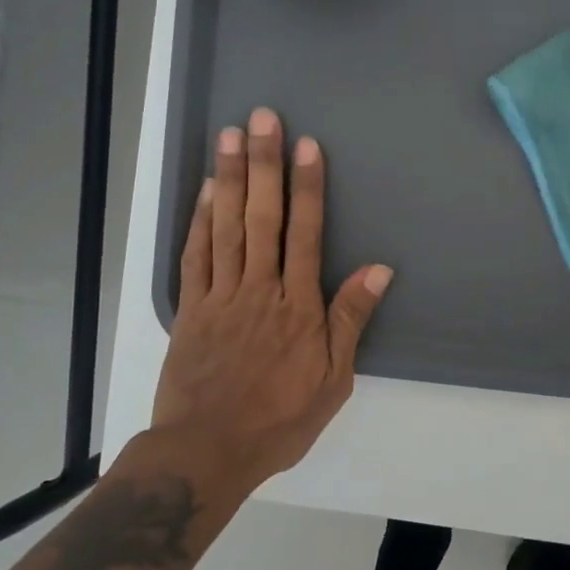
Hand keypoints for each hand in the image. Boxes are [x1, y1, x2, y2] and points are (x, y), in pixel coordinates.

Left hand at [148, 107, 392, 487]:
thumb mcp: (333, 380)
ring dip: (231, 179)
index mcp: (297, 306)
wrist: (208, 450)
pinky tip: (207, 190)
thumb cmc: (279, 418)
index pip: (305, 233)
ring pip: (227, 227)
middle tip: (262, 119)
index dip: (307, 187)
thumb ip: (351, 320)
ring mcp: (220, 296)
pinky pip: (195, 256)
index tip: (307, 146)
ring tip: (230, 136)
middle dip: (266, 165)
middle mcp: (259, 289)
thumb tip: (379, 269)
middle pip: (263, 217)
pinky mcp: (190, 309)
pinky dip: (200, 221)